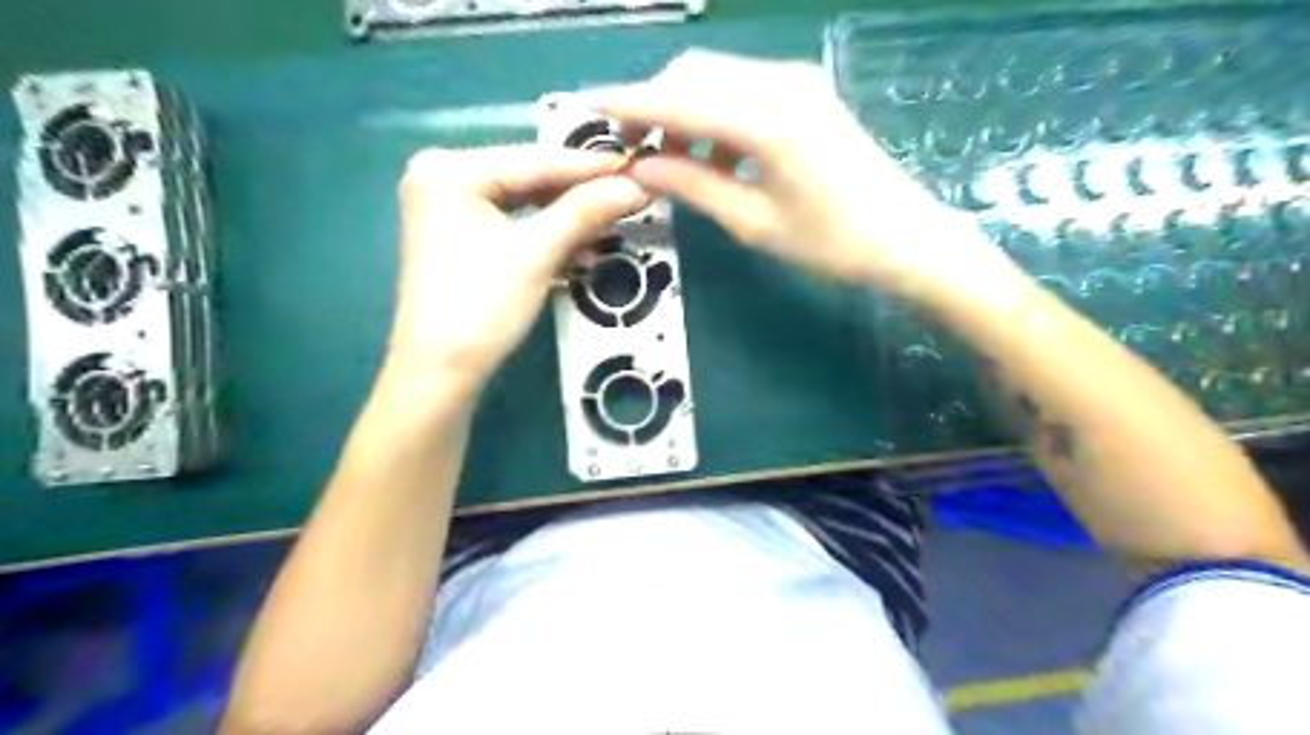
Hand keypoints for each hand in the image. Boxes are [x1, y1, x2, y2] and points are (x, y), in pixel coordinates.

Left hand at [394, 140, 648, 384]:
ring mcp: (449, 209)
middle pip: (529, 181)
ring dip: (568, 220)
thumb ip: (585, 212)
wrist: (441, 373)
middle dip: (581, 196)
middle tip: (631, 198)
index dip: (592, 168)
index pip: (536, 161)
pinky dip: (546, 237)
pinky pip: (513, 225)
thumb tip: (636, 186)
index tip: (638, 168)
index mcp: (451, 170)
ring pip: (524, 205)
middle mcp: (443, 178)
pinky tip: (582, 251)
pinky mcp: (459, 237)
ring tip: (614, 227)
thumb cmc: (482, 307)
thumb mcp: (537, 254)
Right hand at [595, 53, 1021, 300]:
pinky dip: (717, 117)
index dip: (628, 103)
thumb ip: (692, 187)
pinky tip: (717, 157)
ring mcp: (797, 83)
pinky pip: (744, 90)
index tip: (586, 104)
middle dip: (656, 106)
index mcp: (764, 120)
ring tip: (677, 166)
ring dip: (686, 113)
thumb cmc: (831, 242)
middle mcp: (778, 84)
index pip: (677, 102)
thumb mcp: (752, 222)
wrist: (905, 238)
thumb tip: (639, 169)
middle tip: (637, 152)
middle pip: (694, 75)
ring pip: (718, 79)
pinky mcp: (807, 93)